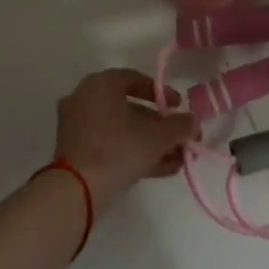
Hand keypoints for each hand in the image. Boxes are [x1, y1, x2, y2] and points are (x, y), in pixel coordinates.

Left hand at [53, 69, 198, 205]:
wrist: (76, 190)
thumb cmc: (118, 149)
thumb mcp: (157, 137)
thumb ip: (180, 126)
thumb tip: (193, 122)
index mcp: (100, 84)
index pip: (135, 79)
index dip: (162, 93)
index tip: (179, 107)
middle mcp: (84, 99)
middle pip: (130, 108)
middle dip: (160, 126)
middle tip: (181, 138)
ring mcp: (77, 127)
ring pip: (122, 130)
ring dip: (151, 143)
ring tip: (179, 159)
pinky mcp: (75, 152)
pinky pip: (110, 145)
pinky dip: (134, 153)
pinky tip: (162, 169)